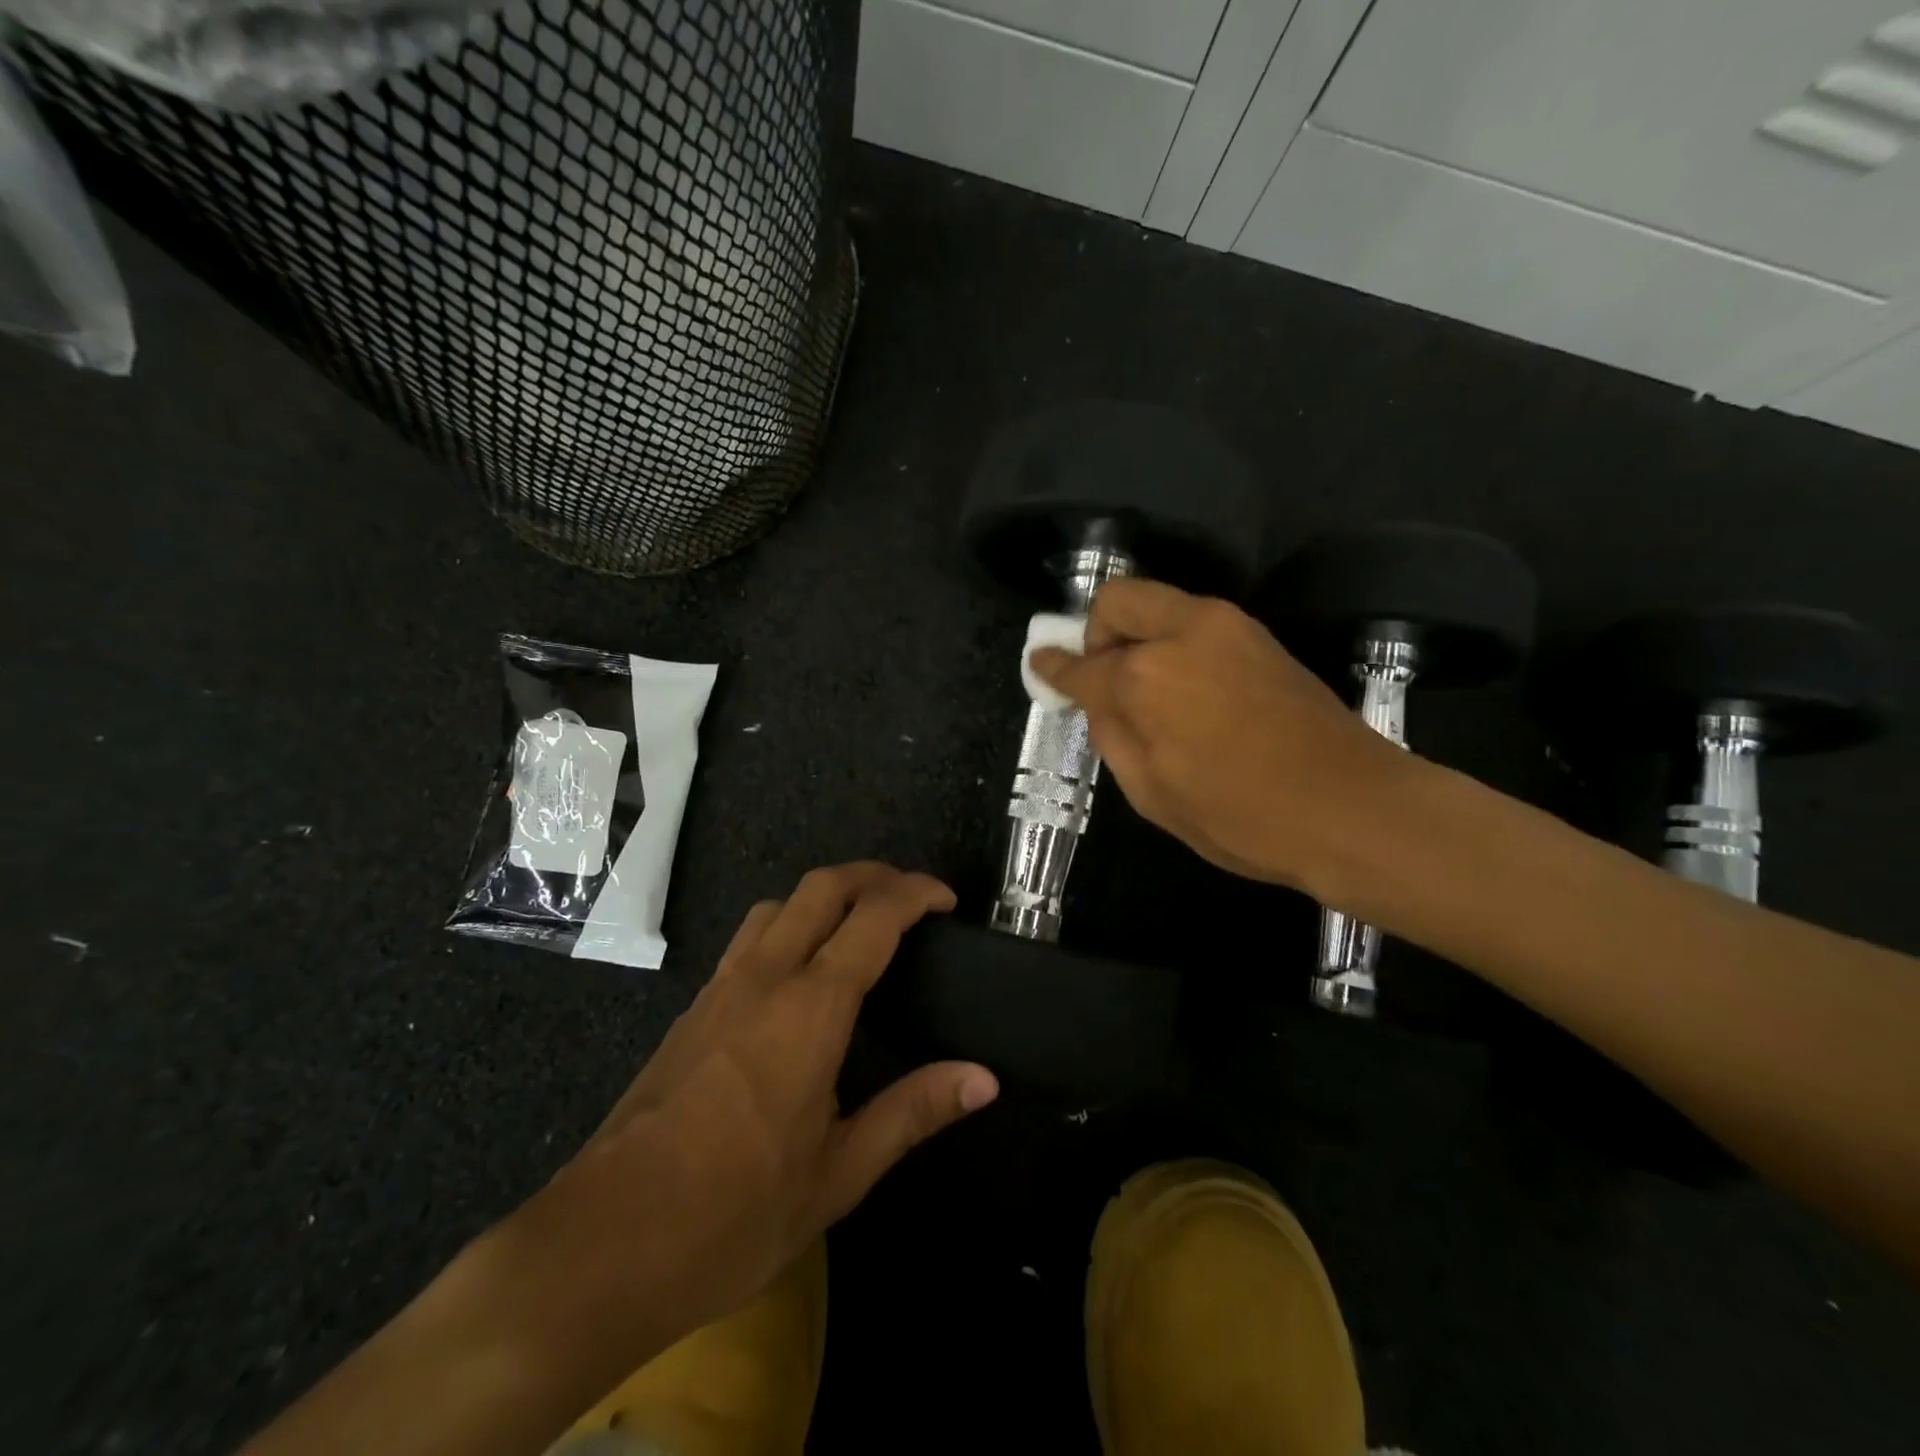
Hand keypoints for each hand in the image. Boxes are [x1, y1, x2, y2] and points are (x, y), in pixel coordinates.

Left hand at [512, 863, 996, 1354]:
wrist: (602, 1245)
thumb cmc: (734, 1215)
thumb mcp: (839, 1173)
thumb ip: (913, 1112)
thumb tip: (985, 1080)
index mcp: (811, 1008)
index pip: (873, 917)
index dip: (915, 893)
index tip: (946, 899)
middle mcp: (765, 977)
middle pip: (822, 886)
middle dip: (873, 874)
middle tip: (911, 896)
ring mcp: (721, 988)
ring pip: (779, 904)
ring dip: (826, 894)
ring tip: (859, 923)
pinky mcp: (693, 1009)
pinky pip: (750, 937)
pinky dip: (790, 923)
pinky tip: (800, 972)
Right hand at [1029, 579, 1413, 891]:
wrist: (1352, 808)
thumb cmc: (1242, 817)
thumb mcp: (1153, 794)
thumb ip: (1113, 736)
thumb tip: (1098, 702)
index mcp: (1144, 678)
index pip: (1082, 665)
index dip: (1054, 668)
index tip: (1040, 664)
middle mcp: (1181, 633)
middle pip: (1117, 600)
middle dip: (1097, 633)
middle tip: (1105, 679)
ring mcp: (1227, 627)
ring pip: (1159, 602)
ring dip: (1138, 635)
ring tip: (1150, 692)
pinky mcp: (1260, 636)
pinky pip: (1195, 621)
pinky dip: (1173, 642)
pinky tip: (1188, 691)